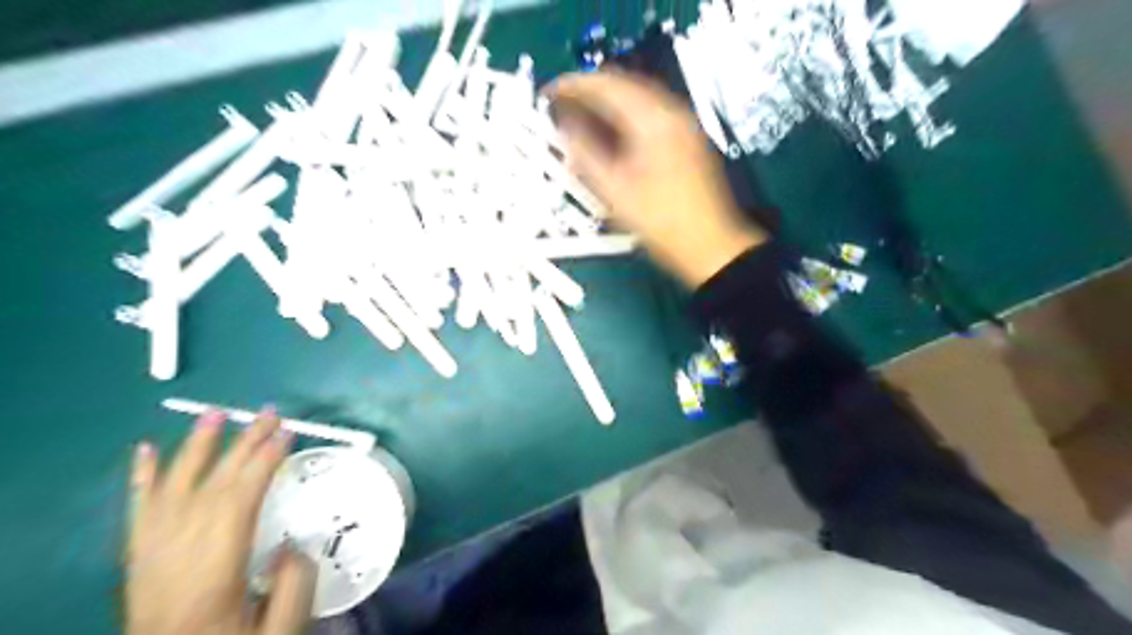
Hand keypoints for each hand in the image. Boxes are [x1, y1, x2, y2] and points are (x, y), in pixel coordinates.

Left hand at [125, 408, 314, 631]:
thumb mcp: (277, 633)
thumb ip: (295, 587)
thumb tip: (296, 542)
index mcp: (214, 571)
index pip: (239, 502)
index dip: (264, 463)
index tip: (288, 434)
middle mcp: (177, 554)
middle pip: (212, 485)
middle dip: (243, 444)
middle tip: (269, 413)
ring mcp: (151, 554)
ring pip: (174, 489)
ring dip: (196, 448)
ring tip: (215, 413)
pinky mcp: (138, 557)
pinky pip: (138, 509)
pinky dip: (142, 477)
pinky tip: (146, 449)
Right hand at [546, 71, 763, 288]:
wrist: (710, 246)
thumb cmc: (661, 222)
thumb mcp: (615, 192)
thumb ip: (585, 154)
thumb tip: (564, 127)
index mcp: (654, 121)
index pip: (607, 85)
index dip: (573, 86)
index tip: (548, 93)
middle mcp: (673, 113)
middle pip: (624, 84)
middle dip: (589, 91)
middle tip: (559, 105)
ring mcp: (684, 126)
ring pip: (637, 98)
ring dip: (606, 103)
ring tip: (578, 117)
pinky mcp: (687, 141)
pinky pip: (649, 114)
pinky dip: (624, 117)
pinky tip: (608, 133)